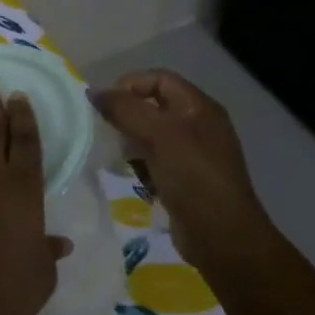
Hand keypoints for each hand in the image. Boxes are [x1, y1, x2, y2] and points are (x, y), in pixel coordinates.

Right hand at [91, 69, 272, 272]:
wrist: (221, 235)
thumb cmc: (193, 178)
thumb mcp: (159, 136)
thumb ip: (125, 110)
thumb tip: (92, 92)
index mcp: (199, 108)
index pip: (159, 79)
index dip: (130, 85)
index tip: (104, 106)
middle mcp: (197, 125)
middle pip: (153, 106)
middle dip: (126, 115)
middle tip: (107, 132)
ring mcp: (191, 153)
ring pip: (150, 134)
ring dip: (129, 142)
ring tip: (118, 157)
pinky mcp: (183, 178)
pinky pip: (153, 160)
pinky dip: (138, 164)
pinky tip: (131, 177)